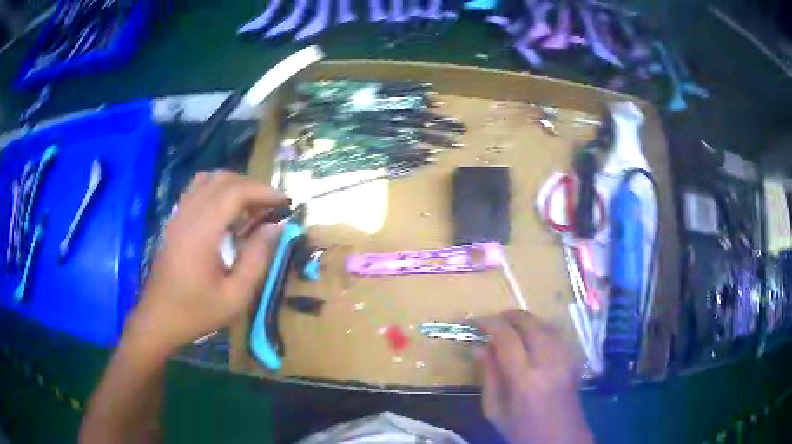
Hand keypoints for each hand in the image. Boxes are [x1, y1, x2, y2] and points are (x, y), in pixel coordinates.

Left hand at [128, 171, 287, 352]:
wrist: (159, 319)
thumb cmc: (196, 312)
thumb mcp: (235, 296)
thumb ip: (257, 259)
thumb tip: (275, 227)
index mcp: (202, 231)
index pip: (235, 192)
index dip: (263, 191)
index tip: (285, 203)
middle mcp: (188, 214)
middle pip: (222, 179)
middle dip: (251, 186)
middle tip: (271, 206)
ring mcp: (178, 215)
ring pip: (208, 179)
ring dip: (234, 185)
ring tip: (251, 206)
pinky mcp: (174, 220)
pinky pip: (196, 190)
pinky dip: (217, 190)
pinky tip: (226, 212)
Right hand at [475, 311, 592, 443]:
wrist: (560, 440)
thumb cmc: (522, 431)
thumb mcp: (495, 411)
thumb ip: (488, 376)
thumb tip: (479, 347)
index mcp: (525, 379)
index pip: (507, 338)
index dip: (490, 324)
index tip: (475, 321)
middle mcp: (549, 363)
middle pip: (531, 324)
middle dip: (509, 316)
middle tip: (493, 322)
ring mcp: (566, 359)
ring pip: (546, 325)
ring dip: (526, 321)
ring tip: (510, 328)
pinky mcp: (574, 360)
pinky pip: (557, 334)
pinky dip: (542, 329)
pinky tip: (532, 338)